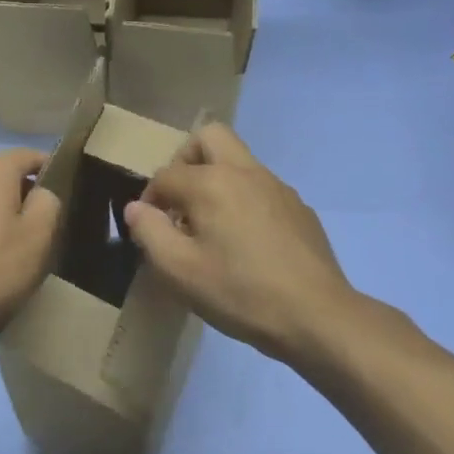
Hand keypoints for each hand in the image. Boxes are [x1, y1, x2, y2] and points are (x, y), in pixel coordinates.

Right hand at [122, 123, 366, 367]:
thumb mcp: (179, 270)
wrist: (317, 316)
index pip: (166, 174)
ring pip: (238, 161)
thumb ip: (149, 231)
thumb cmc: (239, 292)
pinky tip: (246, 244)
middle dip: (185, 161)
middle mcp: (245, 172)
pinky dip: (243, 200)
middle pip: (209, 137)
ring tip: (211, 228)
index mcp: (212, 182)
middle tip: (179, 201)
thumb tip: (136, 208)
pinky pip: (261, 188)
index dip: (149, 199)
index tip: (151, 230)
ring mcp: (278, 187)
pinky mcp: (299, 208)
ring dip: (215, 180)